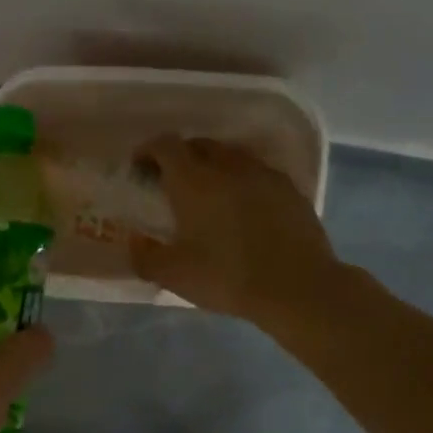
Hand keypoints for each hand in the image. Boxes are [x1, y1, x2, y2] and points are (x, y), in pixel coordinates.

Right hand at [129, 136, 344, 328]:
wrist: (297, 287)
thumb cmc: (226, 277)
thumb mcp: (173, 275)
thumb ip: (144, 255)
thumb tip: (135, 240)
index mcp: (193, 181)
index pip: (165, 146)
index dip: (148, 150)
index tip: (140, 167)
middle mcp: (227, 167)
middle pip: (198, 145)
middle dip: (180, 156)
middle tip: (171, 181)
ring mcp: (262, 174)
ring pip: (230, 155)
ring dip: (212, 165)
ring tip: (207, 192)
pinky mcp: (289, 189)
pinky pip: (256, 172)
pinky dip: (241, 180)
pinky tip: (242, 206)